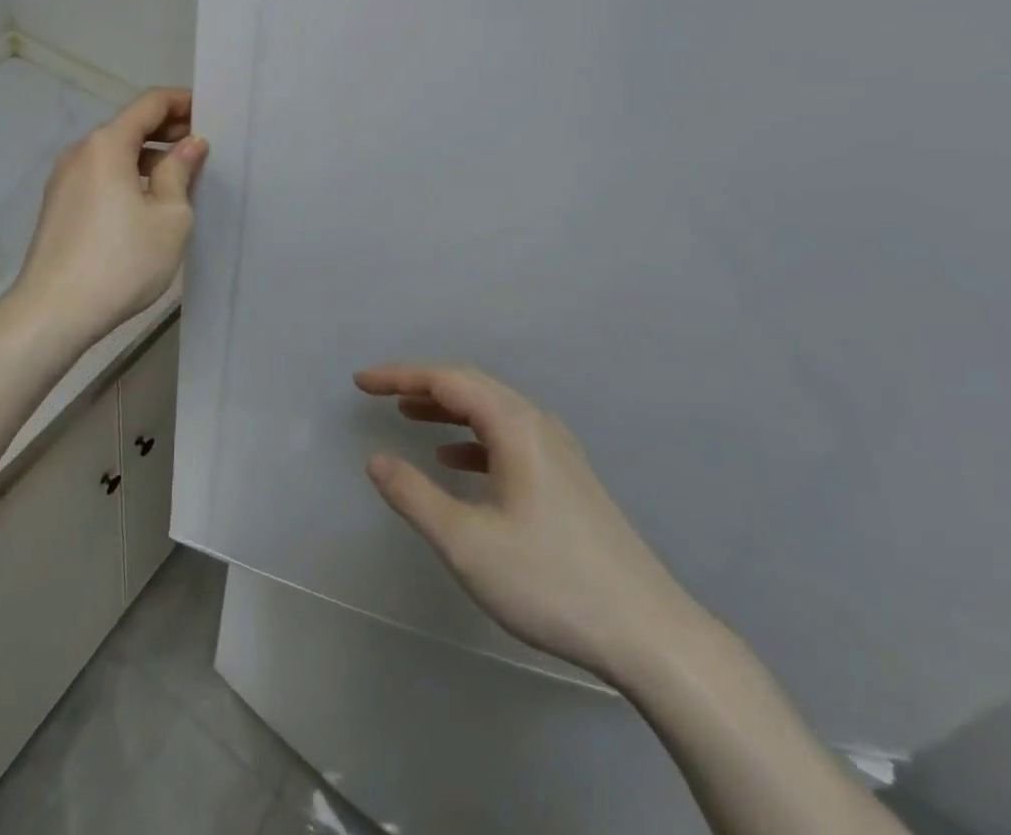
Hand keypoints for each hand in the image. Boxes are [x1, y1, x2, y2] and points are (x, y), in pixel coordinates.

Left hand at [10, 88, 206, 347]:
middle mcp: (80, 152)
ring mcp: (64, 180)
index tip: (210, 113)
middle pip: (129, 126)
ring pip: (114, 154)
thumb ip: (180, 172)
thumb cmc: (121, 261)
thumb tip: (190, 145)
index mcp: (106, 145)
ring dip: (149, 157)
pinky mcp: (59, 206)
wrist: (53, 312)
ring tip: (182, 177)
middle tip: (203, 147)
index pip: (149, 103)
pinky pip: (100, 176)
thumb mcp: (169, 217)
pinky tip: (149, 202)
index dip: (181, 102)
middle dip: (167, 130)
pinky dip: (128, 176)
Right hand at [355, 364, 705, 687]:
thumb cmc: (550, 582)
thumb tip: (376, 460)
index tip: (360, 382)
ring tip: (408, 416)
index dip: (399, 376)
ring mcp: (558, 450)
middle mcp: (537, 424)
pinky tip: (455, 461)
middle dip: (420, 384)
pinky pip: (508, 437)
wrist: (650, 635)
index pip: (446, 380)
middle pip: (471, 385)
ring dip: (447, 408)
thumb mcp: (467, 543)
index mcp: (514, 426)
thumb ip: (414, 496)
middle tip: (379, 393)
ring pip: (491, 410)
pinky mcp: (567, 478)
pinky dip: (473, 437)